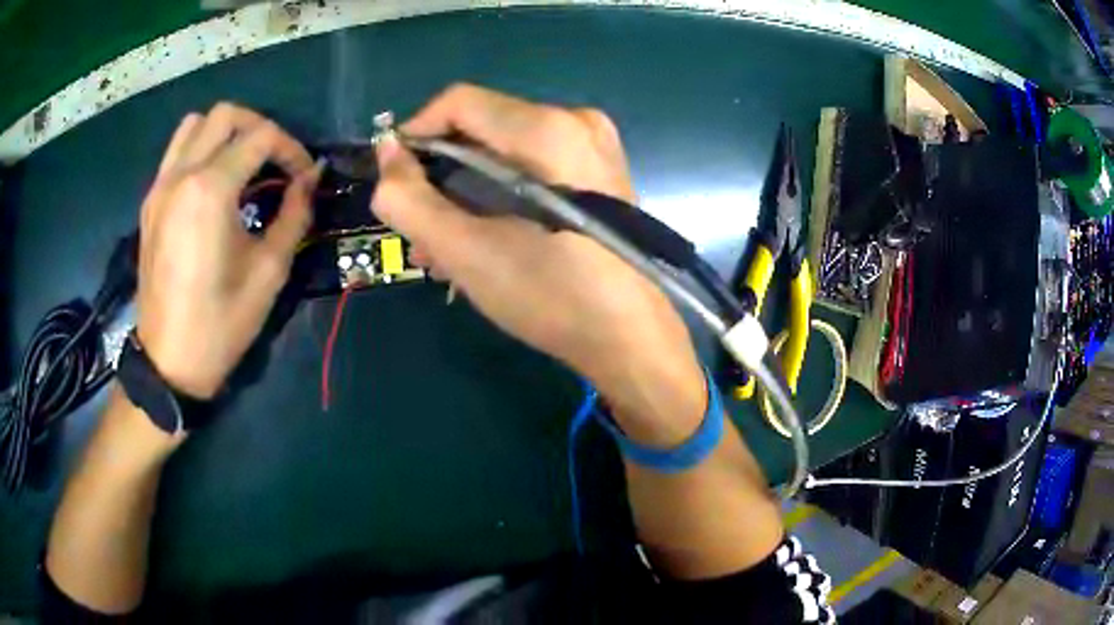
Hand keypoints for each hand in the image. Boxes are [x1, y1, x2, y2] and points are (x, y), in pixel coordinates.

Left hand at [136, 103, 319, 399]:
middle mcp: (181, 175)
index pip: (261, 137)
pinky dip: (200, 150)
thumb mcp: (269, 272)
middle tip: (276, 160)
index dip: (292, 149)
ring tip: (242, 162)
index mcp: (210, 190)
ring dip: (225, 132)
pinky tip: (212, 183)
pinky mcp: (150, 203)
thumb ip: (294, 214)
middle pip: (226, 115)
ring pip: (195, 125)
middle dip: (259, 128)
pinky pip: (176, 153)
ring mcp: (160, 187)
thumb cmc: (220, 323)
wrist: (169, 362)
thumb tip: (310, 179)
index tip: (305, 177)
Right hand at [373, 85, 705, 442]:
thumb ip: (409, 198)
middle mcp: (576, 121)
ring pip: (505, 151)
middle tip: (420, 230)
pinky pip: (534, 166)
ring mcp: (594, 144)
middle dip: (441, 176)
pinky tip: (485, 239)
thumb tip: (386, 153)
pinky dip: (500, 195)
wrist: (631, 339)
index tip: (396, 178)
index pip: (459, 102)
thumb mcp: (464, 250)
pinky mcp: (602, 170)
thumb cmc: (549, 296)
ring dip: (466, 193)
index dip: (416, 132)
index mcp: (547, 129)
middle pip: (483, 128)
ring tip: (444, 249)